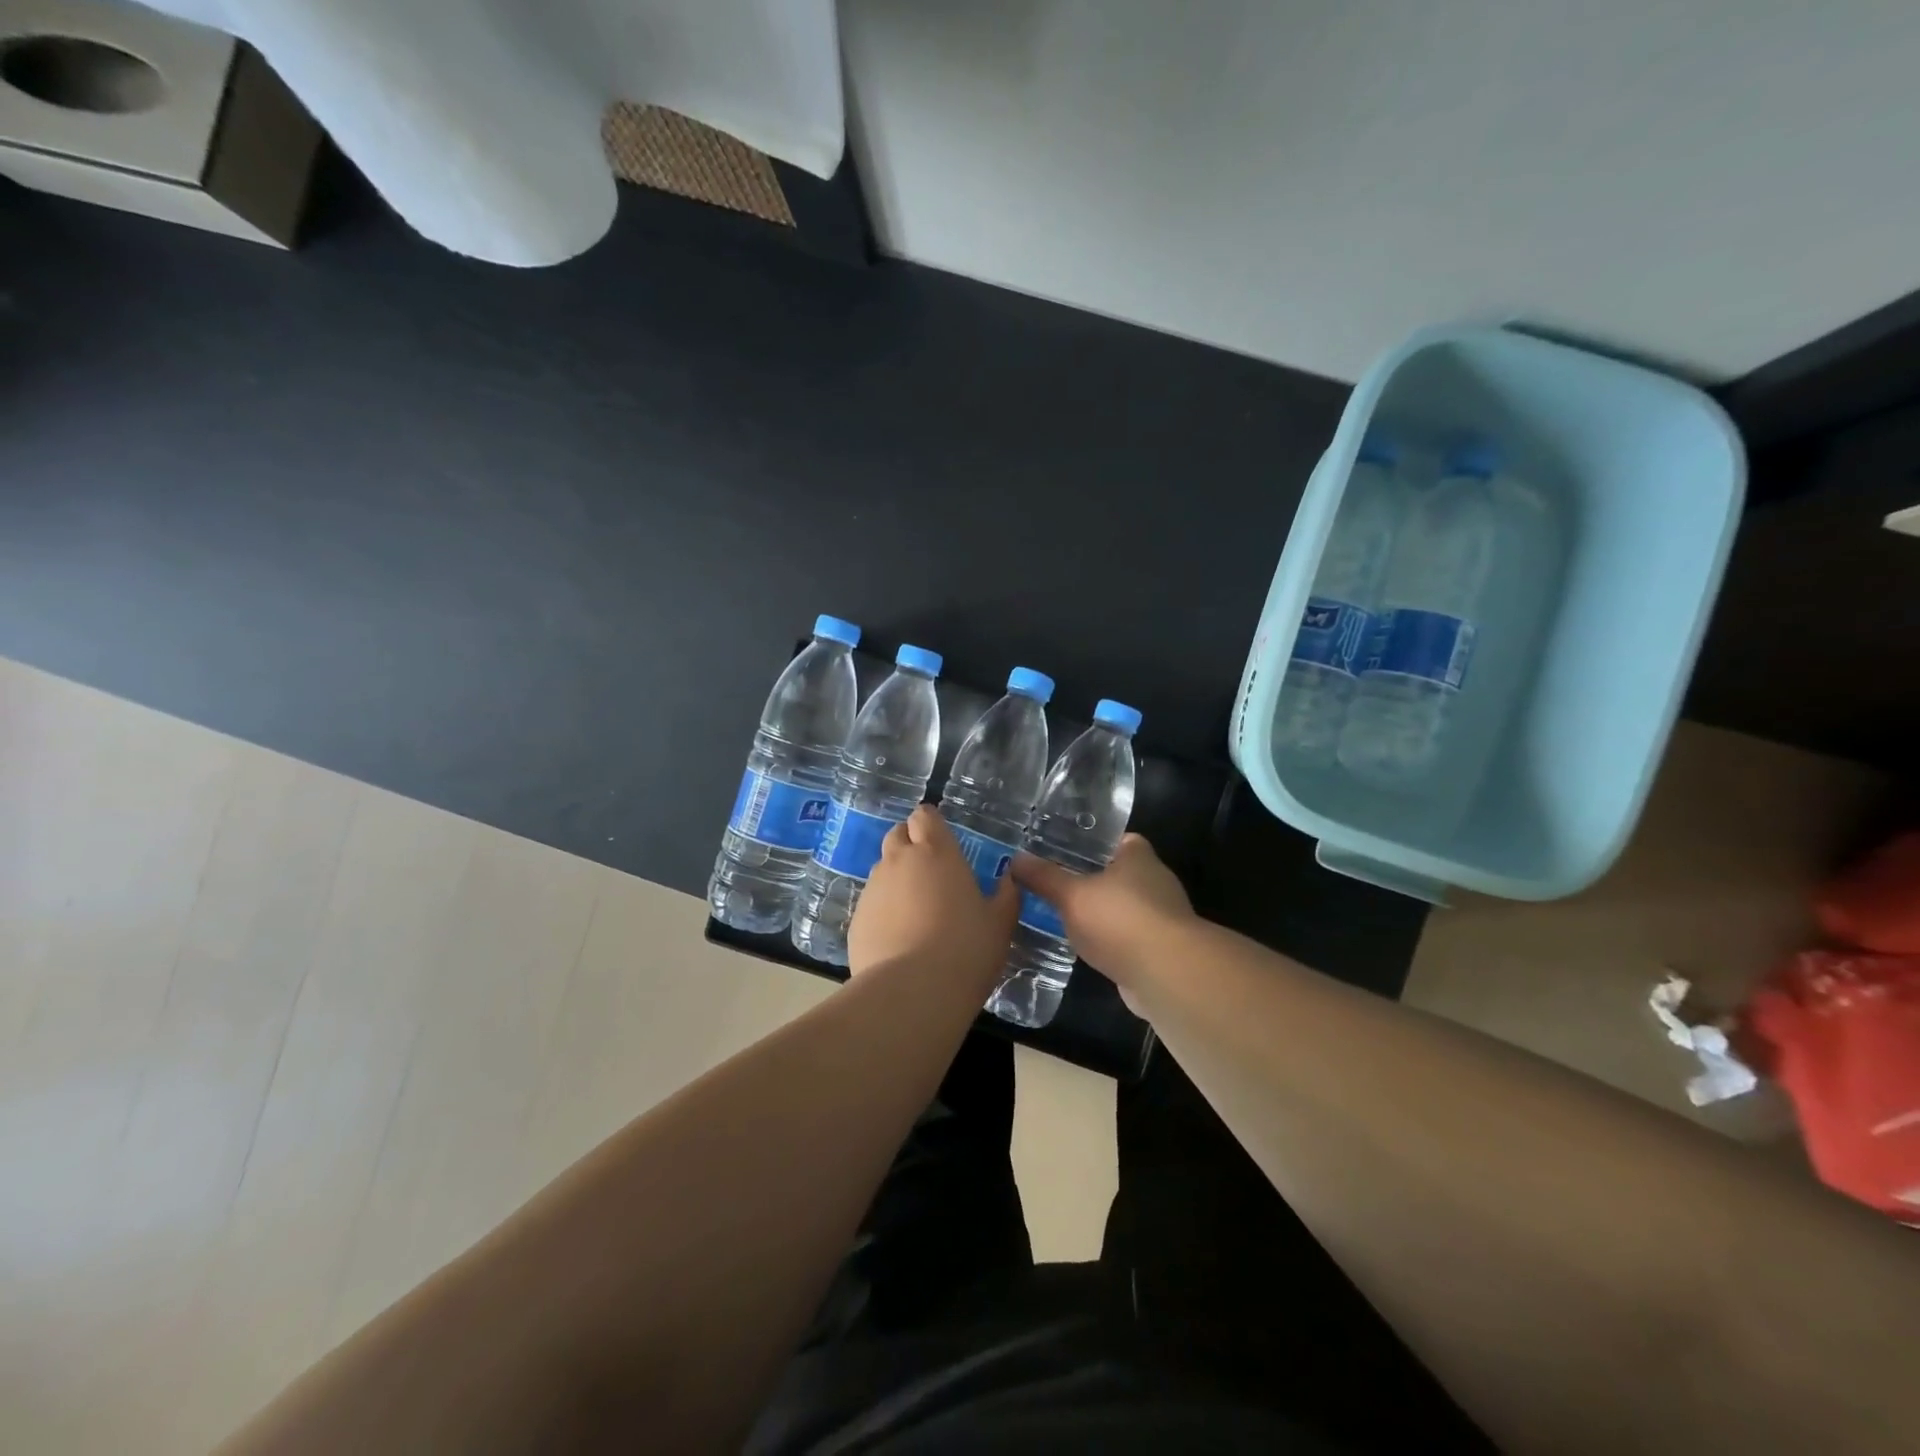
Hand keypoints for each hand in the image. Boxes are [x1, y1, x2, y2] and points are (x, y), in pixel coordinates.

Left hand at [849, 805, 1020, 992]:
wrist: (913, 993)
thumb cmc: (966, 950)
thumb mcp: (1000, 923)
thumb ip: (1006, 895)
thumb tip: (1009, 879)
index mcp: (936, 852)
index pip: (924, 816)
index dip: (931, 826)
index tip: (942, 843)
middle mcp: (899, 861)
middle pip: (898, 835)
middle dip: (910, 845)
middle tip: (930, 875)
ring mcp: (873, 889)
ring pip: (883, 870)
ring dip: (897, 880)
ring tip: (916, 914)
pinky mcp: (856, 919)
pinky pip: (871, 904)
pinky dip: (883, 912)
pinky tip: (898, 940)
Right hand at [1011, 834, 1193, 987]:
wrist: (1166, 974)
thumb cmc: (1120, 919)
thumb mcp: (1072, 894)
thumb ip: (1045, 878)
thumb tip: (1016, 859)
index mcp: (1138, 857)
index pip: (1120, 840)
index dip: (1095, 844)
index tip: (1067, 850)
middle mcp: (1156, 882)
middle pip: (1121, 874)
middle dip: (1093, 880)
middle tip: (1057, 884)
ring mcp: (1162, 918)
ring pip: (1125, 909)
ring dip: (1103, 914)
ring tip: (1065, 917)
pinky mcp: (1161, 951)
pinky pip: (1129, 939)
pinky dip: (1111, 942)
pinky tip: (1087, 949)